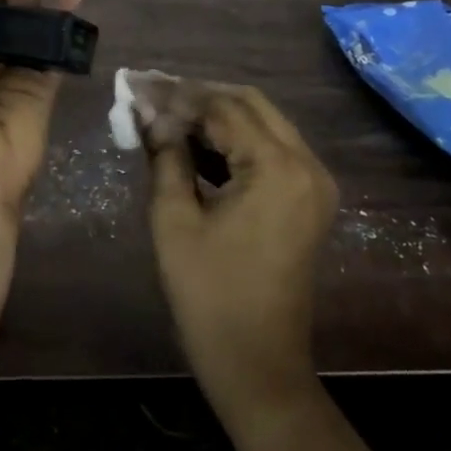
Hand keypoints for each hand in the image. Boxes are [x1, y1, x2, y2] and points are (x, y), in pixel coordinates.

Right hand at [141, 81, 338, 422]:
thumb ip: (165, 155)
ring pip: (262, 122)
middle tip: (151, 94)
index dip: (176, 95)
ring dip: (216, 114)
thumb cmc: (210, 295)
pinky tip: (194, 141)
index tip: (136, 86)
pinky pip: (270, 148)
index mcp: (278, 169)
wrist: (258, 364)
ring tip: (165, 112)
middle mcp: (307, 164)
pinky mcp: (308, 198)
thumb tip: (148, 113)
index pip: (222, 108)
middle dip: (198, 95)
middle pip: (249, 104)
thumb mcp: (174, 220)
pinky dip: (234, 139)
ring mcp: (314, 182)